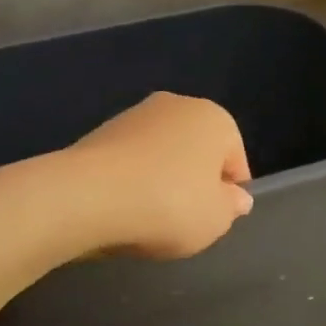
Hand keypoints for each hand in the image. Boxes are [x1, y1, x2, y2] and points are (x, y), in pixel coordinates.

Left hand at [69, 92, 253, 258]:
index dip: (229, 194)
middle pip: (196, 152)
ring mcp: (134, 115)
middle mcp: (177, 105)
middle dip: (193, 183)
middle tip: (184, 220)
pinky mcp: (100, 132)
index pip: (235, 159)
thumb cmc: (170, 204)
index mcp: (215, 118)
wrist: (89, 195)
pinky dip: (131, 182)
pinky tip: (123, 208)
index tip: (215, 219)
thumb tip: (235, 197)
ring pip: (161, 156)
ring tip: (149, 218)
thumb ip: (231, 207)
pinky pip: (129, 163)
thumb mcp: (216, 219)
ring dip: (160, 181)